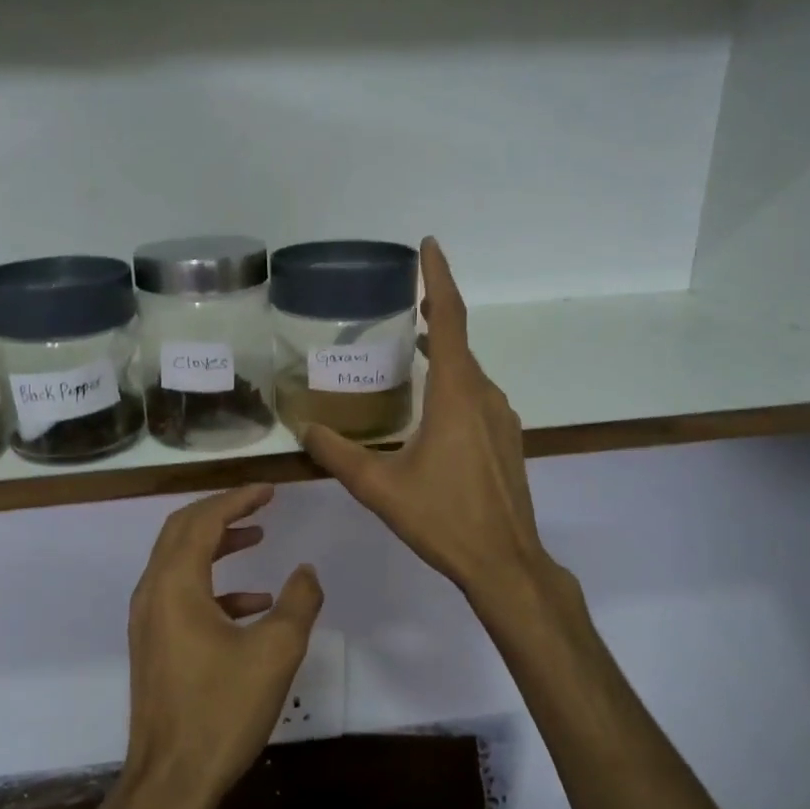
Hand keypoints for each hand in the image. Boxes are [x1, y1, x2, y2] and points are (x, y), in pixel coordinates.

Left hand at [124, 485, 323, 807]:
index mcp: (175, 584)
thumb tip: (306, 571)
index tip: (269, 490)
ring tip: (257, 539)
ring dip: (216, 545)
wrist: (171, 778)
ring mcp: (148, 620)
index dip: (237, 499)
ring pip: (179, 562)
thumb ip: (298, 603)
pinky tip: (253, 604)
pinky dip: (214, 586)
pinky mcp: (153, 644)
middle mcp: (152, 592)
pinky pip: (182, 595)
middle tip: (259, 503)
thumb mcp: (275, 652)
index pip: (203, 520)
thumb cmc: (221, 711)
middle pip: (182, 531)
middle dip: (221, 512)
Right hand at [302, 237, 546, 597]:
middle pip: (459, 341)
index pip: (450, 319)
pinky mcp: (506, 441)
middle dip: (434, 313)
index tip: (428, 245)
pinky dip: (452, 383)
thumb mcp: (378, 486)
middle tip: (402, 299)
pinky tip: (430, 407)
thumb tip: (303, 429)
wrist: (505, 562)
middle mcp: (484, 396)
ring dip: (442, 353)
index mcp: (457, 393)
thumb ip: (337, 453)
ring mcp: (501, 419)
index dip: (439, 278)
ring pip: (468, 372)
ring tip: (410, 347)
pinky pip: (476, 396)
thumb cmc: (442, 518)